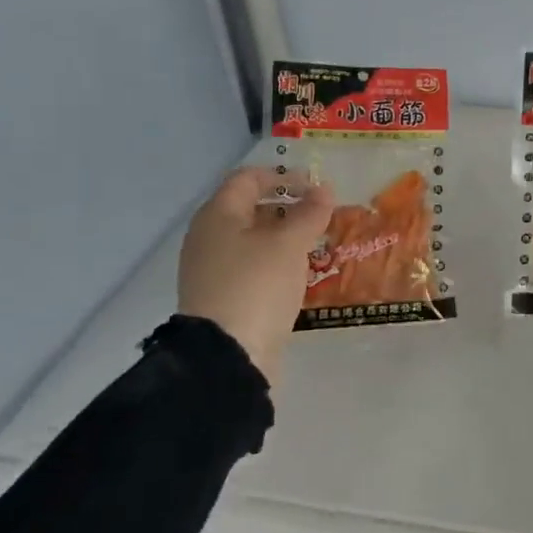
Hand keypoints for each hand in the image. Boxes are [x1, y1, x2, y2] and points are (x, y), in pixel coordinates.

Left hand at [177, 166, 333, 381]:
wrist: (227, 355)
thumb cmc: (257, 285)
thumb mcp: (290, 243)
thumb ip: (310, 212)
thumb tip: (323, 189)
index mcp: (218, 215)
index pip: (248, 179)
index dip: (282, 176)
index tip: (315, 186)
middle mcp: (209, 237)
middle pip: (249, 208)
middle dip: (287, 207)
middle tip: (322, 216)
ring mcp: (212, 269)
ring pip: (253, 239)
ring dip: (285, 236)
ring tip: (317, 244)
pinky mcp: (222, 296)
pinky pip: (252, 266)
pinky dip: (276, 261)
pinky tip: (299, 273)